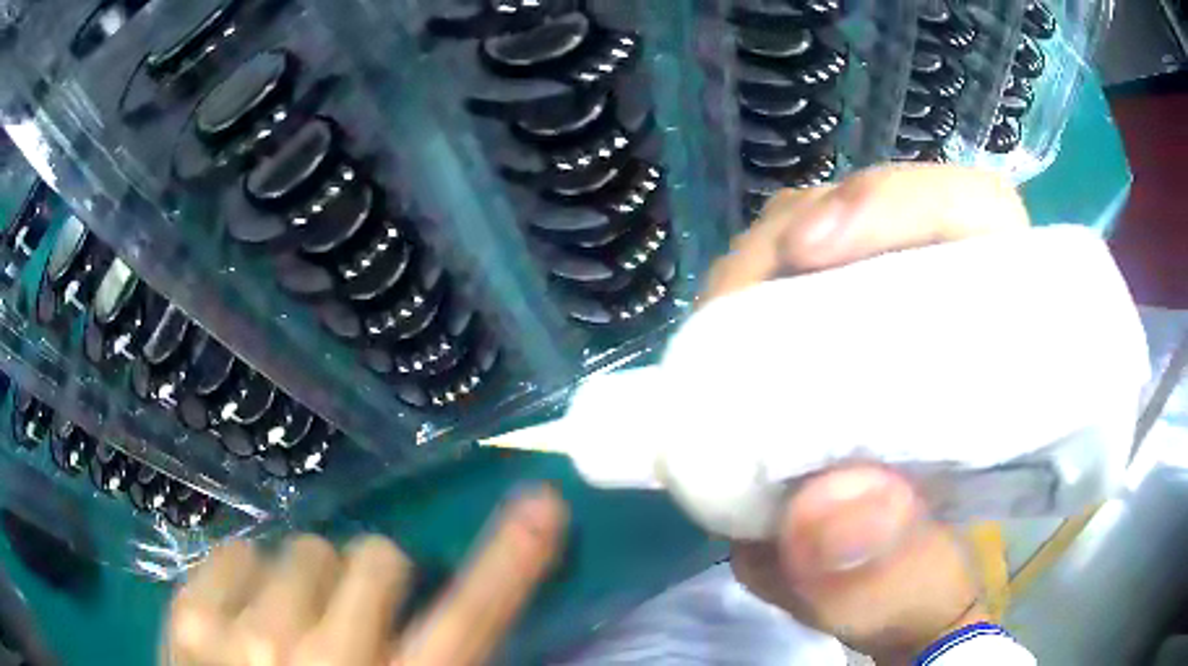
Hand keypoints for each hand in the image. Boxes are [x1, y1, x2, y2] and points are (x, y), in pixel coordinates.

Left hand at [165, 485, 566, 665]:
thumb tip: (440, 626)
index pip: (470, 621)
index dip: (512, 561)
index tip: (545, 503)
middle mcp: (321, 661)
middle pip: (374, 559)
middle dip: (373, 582)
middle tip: (354, 619)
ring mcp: (244, 634)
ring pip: (303, 549)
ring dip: (310, 582)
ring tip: (292, 625)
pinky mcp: (189, 615)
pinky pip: (239, 550)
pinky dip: (251, 575)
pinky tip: (243, 617)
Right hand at [710, 165, 1027, 662]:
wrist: (890, 612)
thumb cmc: (931, 599)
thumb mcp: (915, 613)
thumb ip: (893, 585)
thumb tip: (835, 504)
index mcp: (1002, 357)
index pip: (975, 219)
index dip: (903, 206)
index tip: (817, 251)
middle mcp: (940, 320)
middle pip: (872, 219)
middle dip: (794, 244)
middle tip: (734, 317)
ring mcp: (875, 327)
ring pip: (809, 250)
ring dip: (755, 283)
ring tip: (718, 353)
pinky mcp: (820, 353)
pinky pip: (771, 303)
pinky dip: (735, 325)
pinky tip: (719, 374)